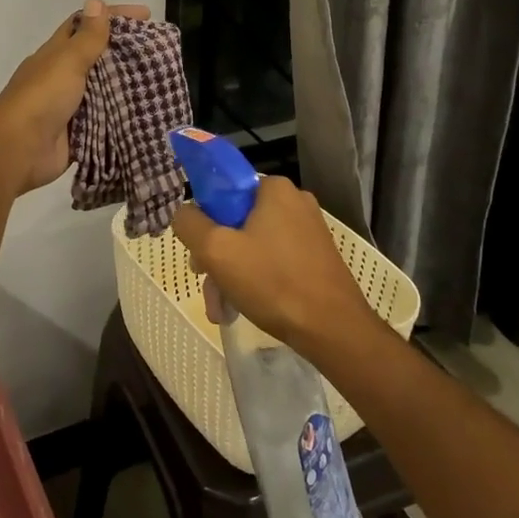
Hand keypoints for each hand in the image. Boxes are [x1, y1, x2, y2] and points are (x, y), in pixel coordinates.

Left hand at [0, 0, 149, 196]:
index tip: (146, 15)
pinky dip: (123, 115)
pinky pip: (106, 120)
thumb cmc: (42, 98)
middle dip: (126, 52)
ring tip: (162, 80)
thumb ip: (86, 37)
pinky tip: (147, 112)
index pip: (86, 25)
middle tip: (161, 51)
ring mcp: (70, 106)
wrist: (19, 151)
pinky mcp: (79, 132)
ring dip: (128, 85)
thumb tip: (95, 0)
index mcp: (56, 54)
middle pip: (98, 57)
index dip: (113, 16)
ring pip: (104, 89)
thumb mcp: (67, 62)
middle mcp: (62, 76)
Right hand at [171, 177, 373, 352]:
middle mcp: (294, 201)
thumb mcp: (216, 250)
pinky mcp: (315, 255)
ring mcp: (308, 229)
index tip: (198, 251)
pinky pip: (273, 259)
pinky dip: (255, 280)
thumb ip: (189, 223)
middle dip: (216, 256)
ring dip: (231, 274)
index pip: (222, 190)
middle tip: (206, 285)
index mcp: (273, 188)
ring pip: (252, 244)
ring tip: (223, 310)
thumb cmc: (273, 282)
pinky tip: (243, 308)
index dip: (203, 219)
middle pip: (236, 220)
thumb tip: (184, 212)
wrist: (334, 329)